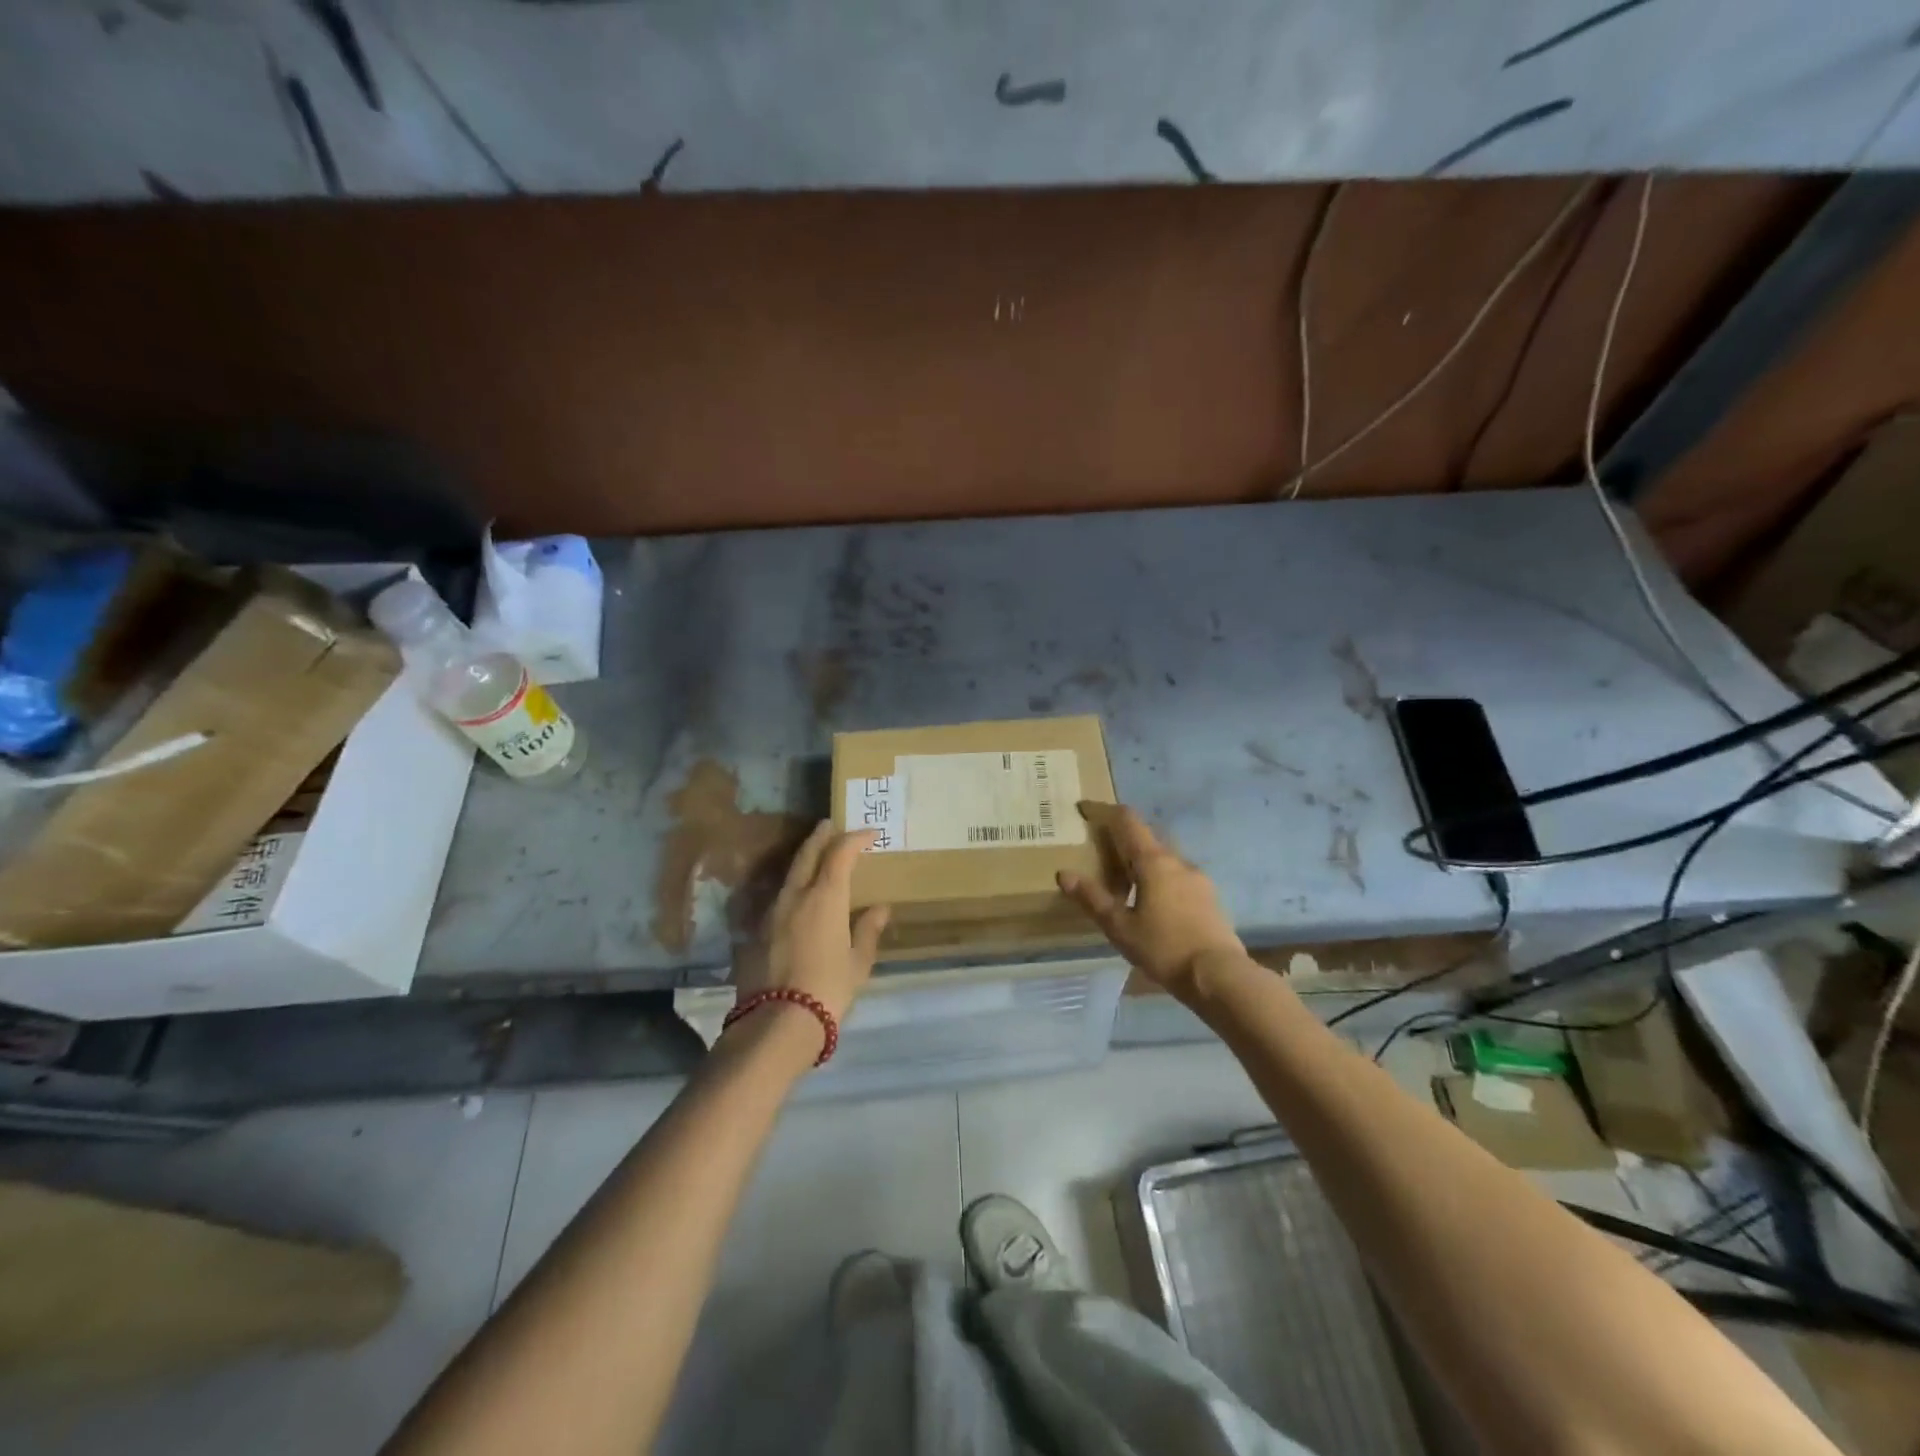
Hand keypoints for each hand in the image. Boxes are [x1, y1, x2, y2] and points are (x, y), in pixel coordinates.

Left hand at [736, 821, 890, 1024]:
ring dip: (804, 859)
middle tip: (830, 825)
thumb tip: (880, 909)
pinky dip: (792, 886)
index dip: (854, 839)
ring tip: (816, 857)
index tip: (869, 834)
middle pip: (807, 854)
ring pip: (789, 874)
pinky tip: (798, 896)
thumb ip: (867, 930)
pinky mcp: (756, 931)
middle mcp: (795, 895)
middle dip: (821, 837)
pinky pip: (779, 897)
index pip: (840, 854)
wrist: (777, 1022)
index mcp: (825, 897)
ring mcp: (772, 912)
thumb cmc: (828, 988)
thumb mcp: (857, 962)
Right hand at [1058, 802, 1246, 1004]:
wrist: (1218, 976)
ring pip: (1163, 857)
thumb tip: (1064, 874)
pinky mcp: (1208, 896)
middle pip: (1146, 836)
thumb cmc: (1164, 948)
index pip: (1127, 821)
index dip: (1104, 811)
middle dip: (1122, 838)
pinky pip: (1176, 874)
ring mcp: (1197, 877)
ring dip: (1142, 859)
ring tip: (1124, 881)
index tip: (1085, 809)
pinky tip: (1151, 901)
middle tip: (1100, 852)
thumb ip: (1092, 898)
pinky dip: (1158, 876)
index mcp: (1153, 862)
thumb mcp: (1120, 927)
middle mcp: (1177, 861)